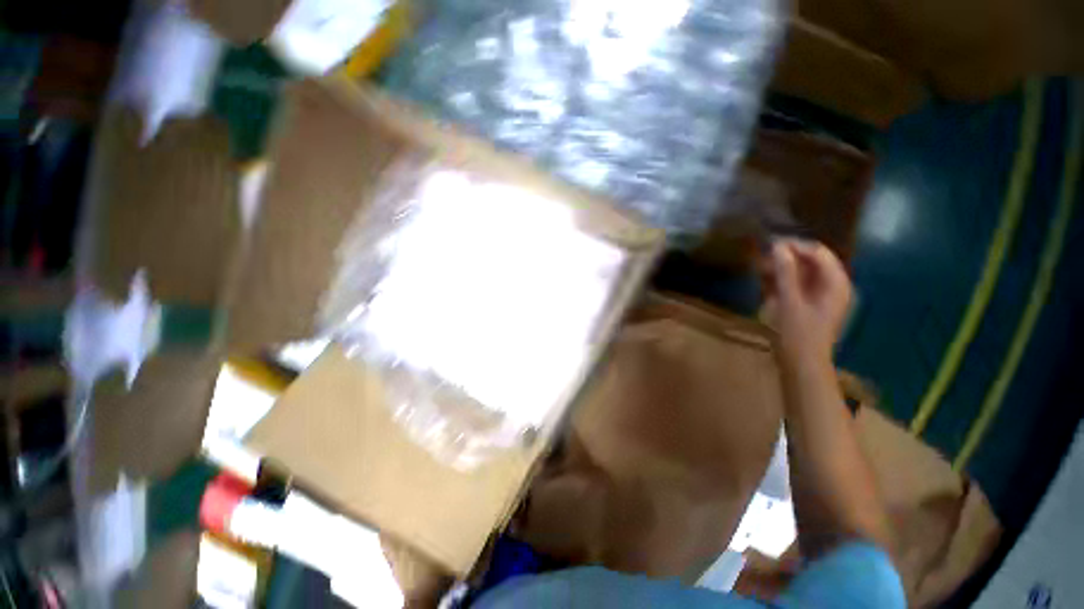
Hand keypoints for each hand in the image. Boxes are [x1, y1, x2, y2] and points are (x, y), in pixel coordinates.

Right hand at [761, 239, 851, 362]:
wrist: (802, 364)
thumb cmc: (798, 333)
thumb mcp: (789, 301)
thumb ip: (785, 272)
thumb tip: (779, 246)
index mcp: (836, 283)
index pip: (819, 253)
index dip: (796, 246)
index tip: (770, 245)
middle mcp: (834, 286)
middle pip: (812, 261)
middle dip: (788, 257)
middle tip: (763, 258)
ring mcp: (824, 296)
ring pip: (804, 273)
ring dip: (784, 269)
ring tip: (761, 270)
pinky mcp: (812, 305)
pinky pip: (800, 285)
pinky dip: (785, 281)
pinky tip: (768, 284)